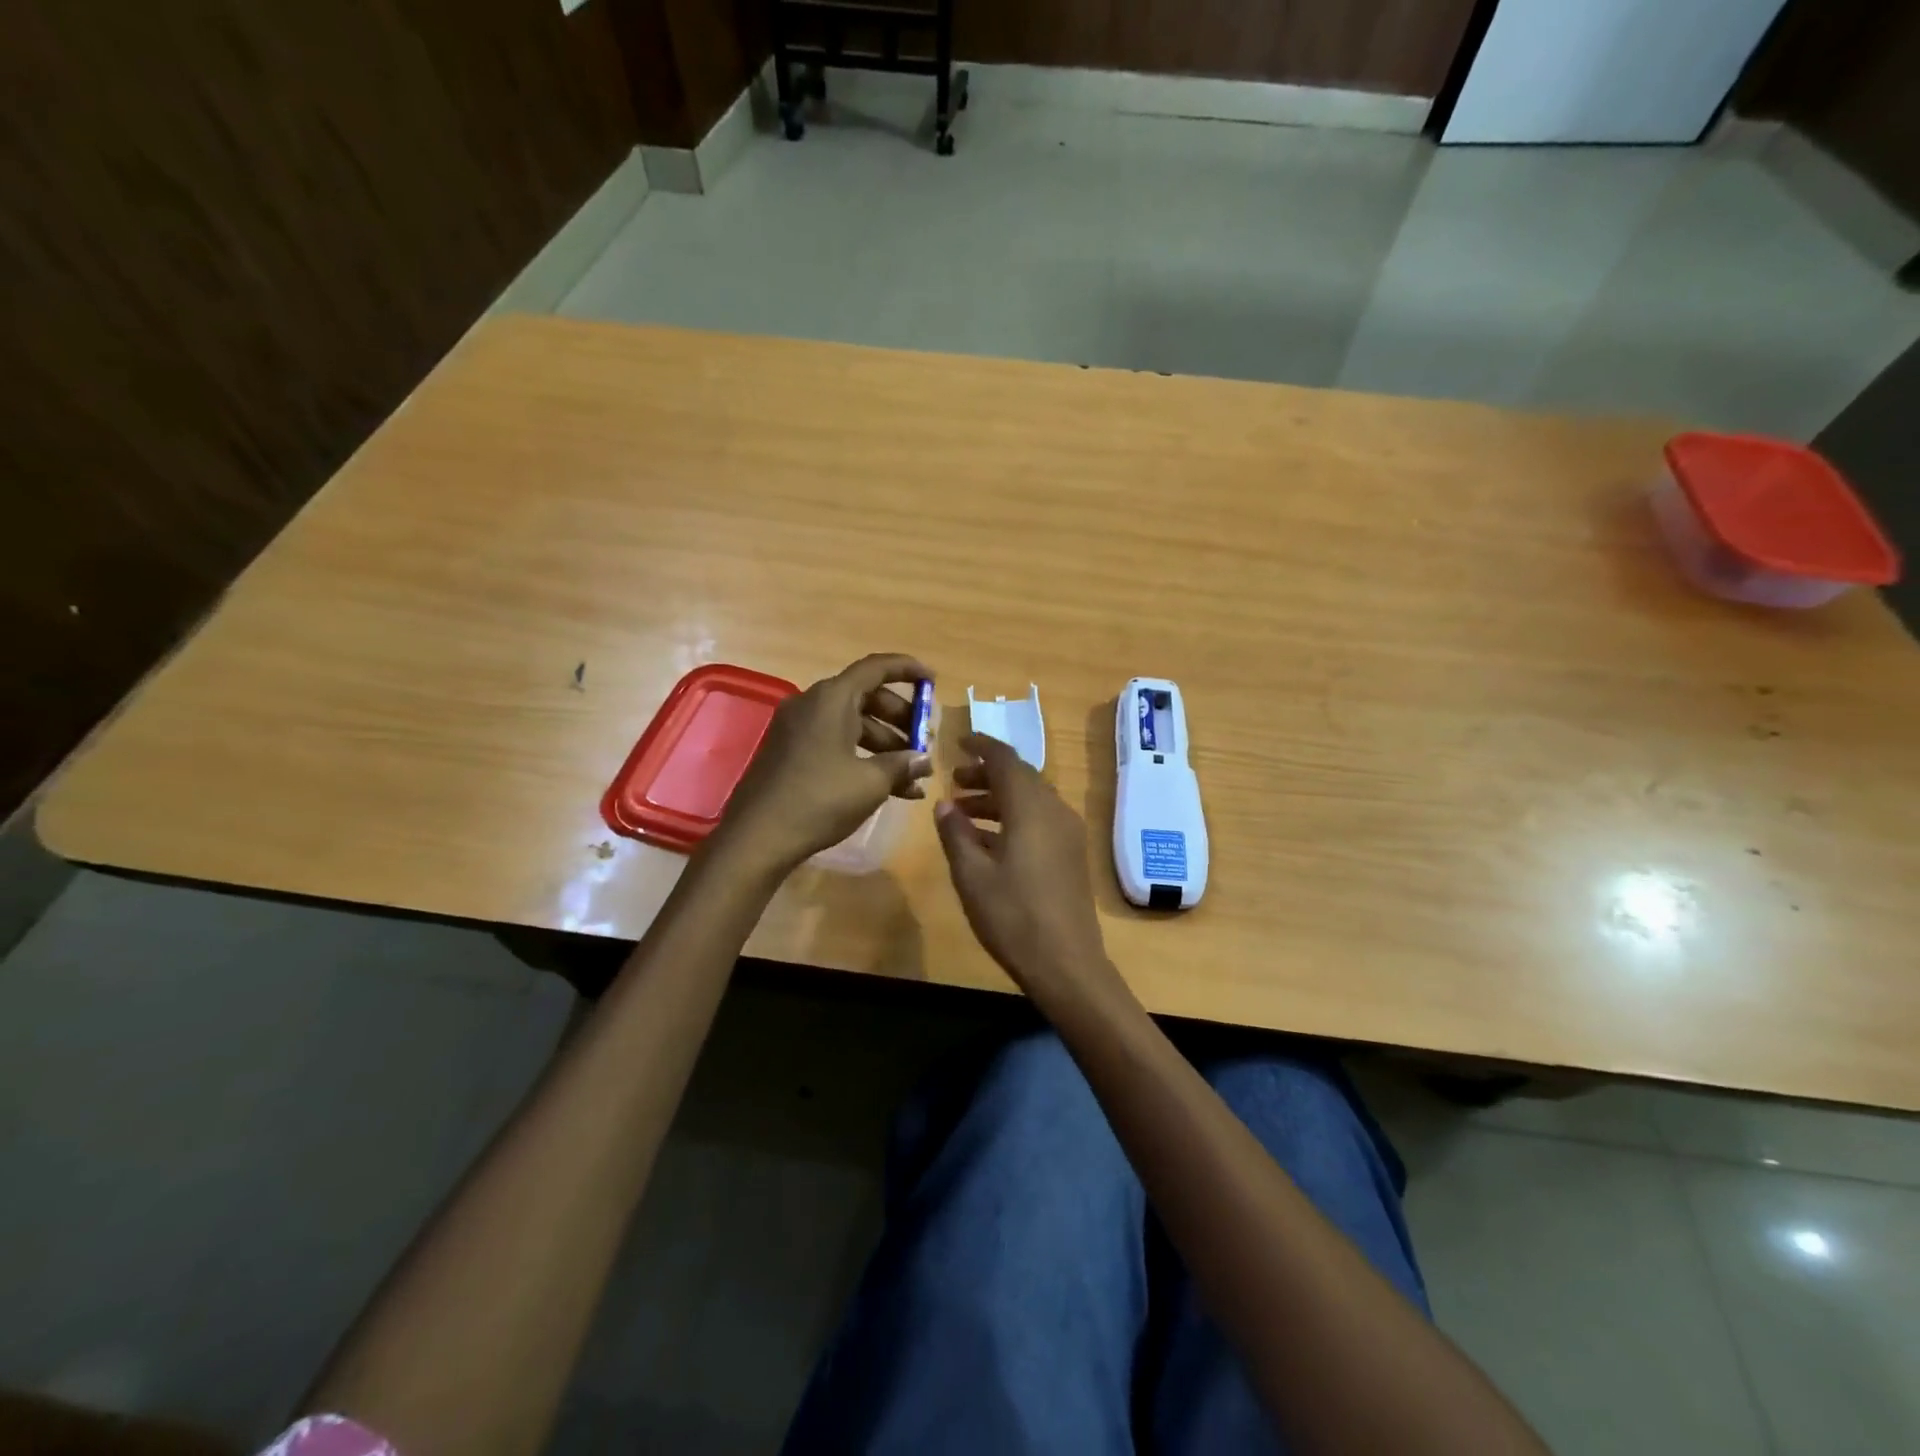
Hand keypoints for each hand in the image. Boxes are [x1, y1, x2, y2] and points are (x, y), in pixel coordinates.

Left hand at [716, 653, 932, 874]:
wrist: (757, 837)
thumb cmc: (819, 800)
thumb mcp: (870, 782)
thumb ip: (902, 764)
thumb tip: (923, 759)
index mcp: (831, 699)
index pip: (876, 668)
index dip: (907, 670)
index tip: (932, 681)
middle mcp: (812, 705)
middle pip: (866, 698)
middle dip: (901, 719)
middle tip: (925, 741)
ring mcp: (797, 730)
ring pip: (852, 725)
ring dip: (886, 745)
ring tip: (914, 776)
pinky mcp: (790, 754)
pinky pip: (835, 743)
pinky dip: (862, 758)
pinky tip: (889, 789)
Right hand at [934, 733, 1126, 1011]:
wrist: (1066, 963)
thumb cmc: (1012, 916)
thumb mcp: (972, 875)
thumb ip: (956, 833)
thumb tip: (945, 804)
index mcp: (1031, 808)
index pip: (1005, 759)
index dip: (981, 746)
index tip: (958, 743)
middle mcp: (1054, 811)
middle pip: (1020, 777)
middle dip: (987, 774)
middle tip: (955, 782)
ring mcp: (1067, 833)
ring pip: (1030, 799)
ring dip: (998, 798)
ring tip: (964, 812)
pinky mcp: (1071, 854)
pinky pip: (1040, 820)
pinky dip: (1013, 818)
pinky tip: (988, 841)